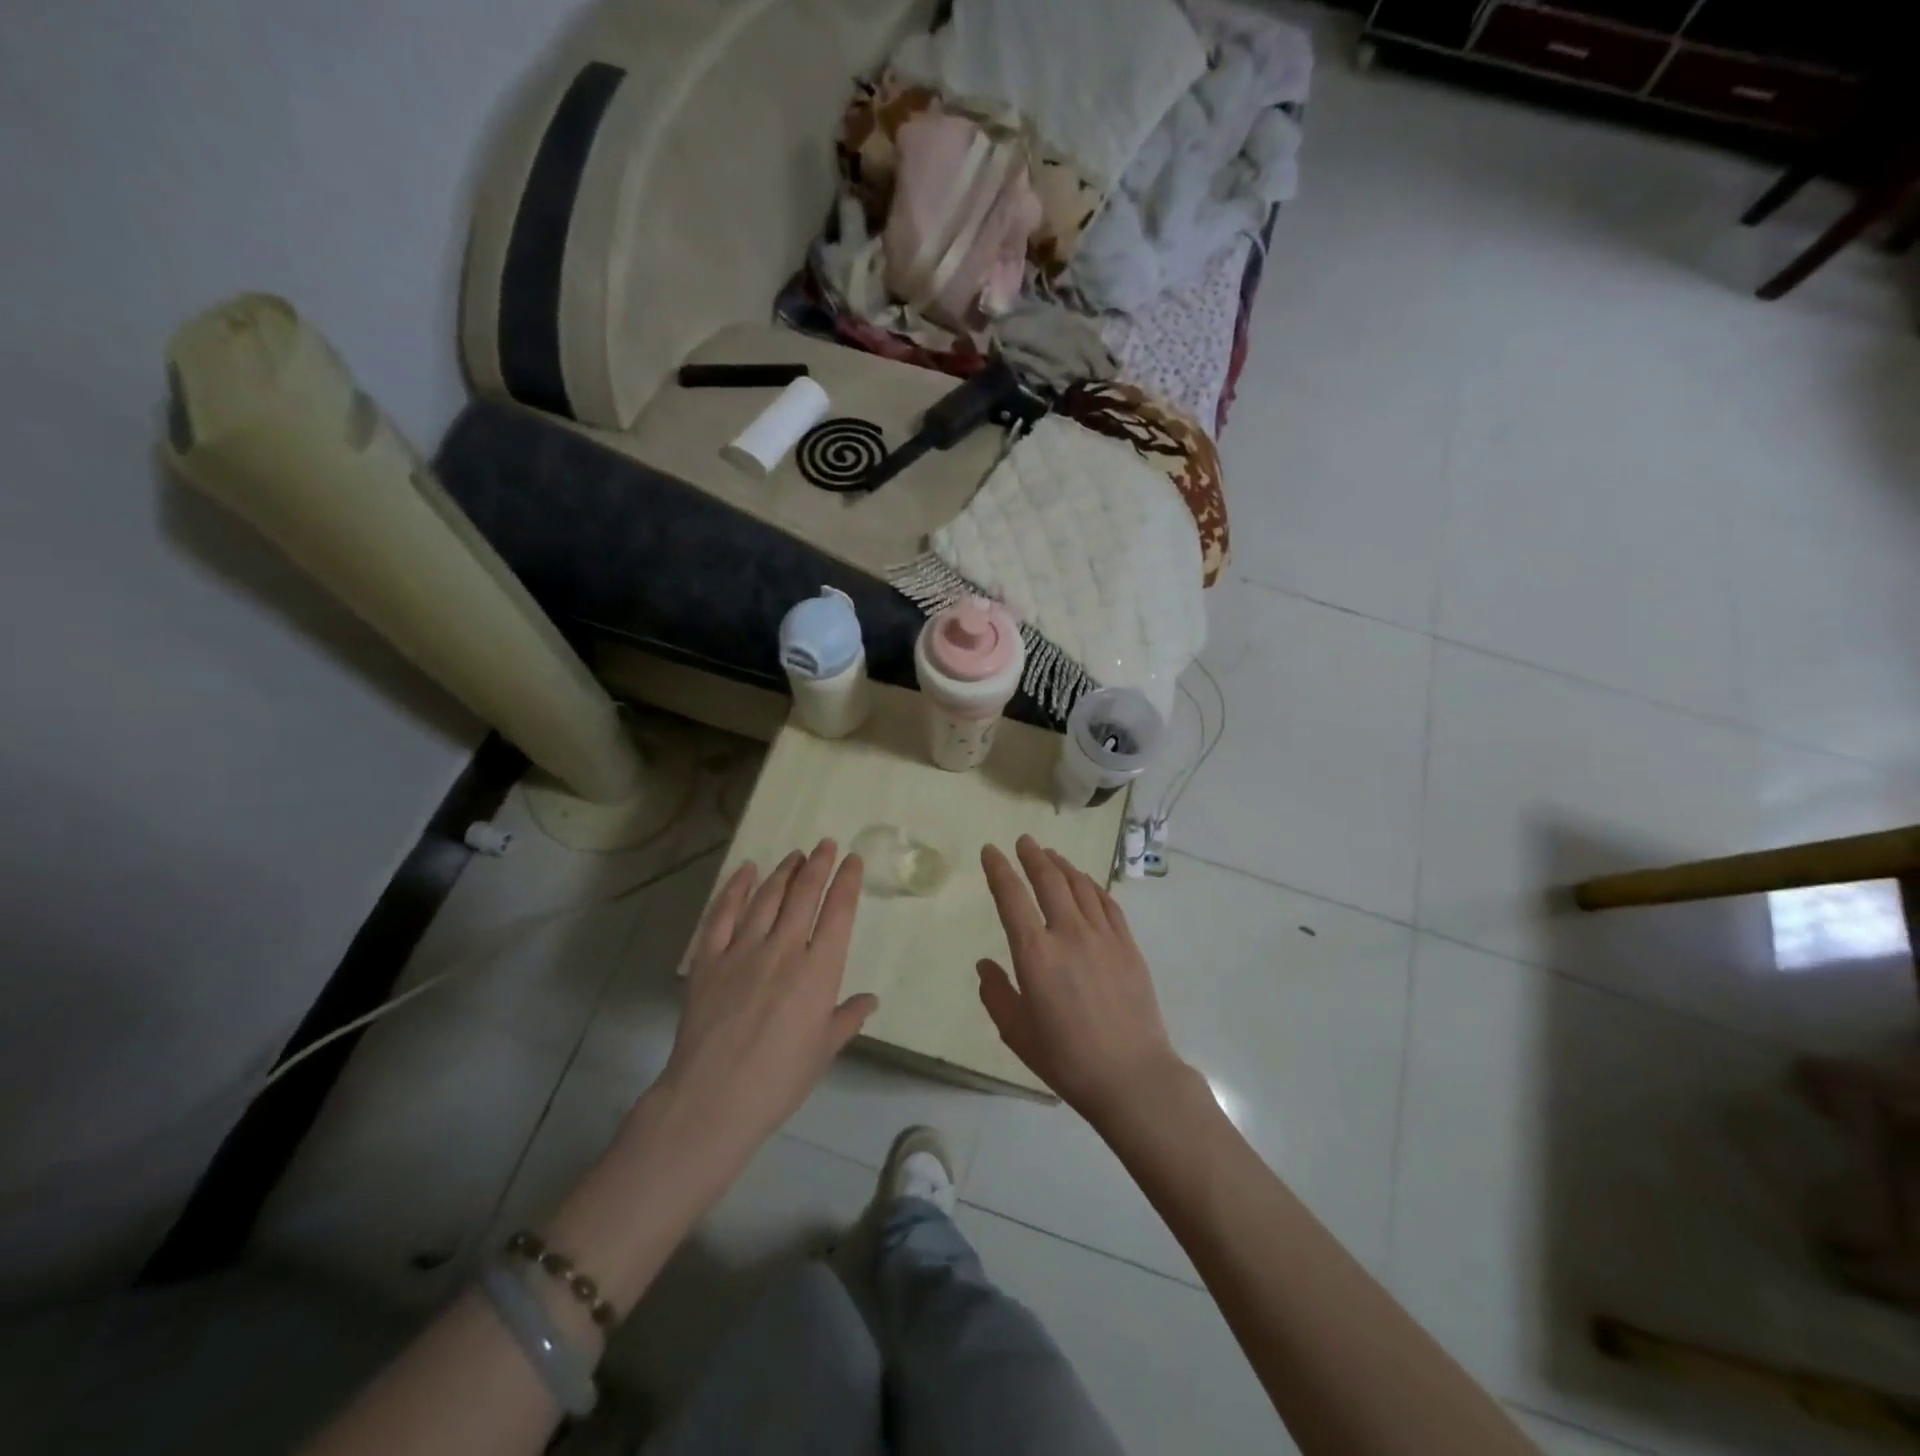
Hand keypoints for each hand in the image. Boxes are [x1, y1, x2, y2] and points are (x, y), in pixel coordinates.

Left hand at [654, 840, 874, 1171]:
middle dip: (818, 865)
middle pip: (804, 894)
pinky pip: (723, 914)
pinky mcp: (709, 959)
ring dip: (783, 872)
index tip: (852, 860)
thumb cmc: (779, 1080)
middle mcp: (784, 949)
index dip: (847, 881)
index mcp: (818, 971)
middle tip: (825, 845)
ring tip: (794, 855)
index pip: (838, 912)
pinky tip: (746, 872)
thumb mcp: (824, 1051)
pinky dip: (736, 888)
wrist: (713, 1099)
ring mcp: (742, 950)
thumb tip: (870, 1000)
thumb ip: (847, 1018)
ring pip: (767, 897)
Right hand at [977, 836, 1187, 1126]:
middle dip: (1033, 856)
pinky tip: (1086, 882)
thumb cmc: (1066, 1059)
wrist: (1132, 1075)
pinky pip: (1107, 903)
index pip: (1011, 898)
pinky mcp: (1128, 945)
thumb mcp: (1017, 1032)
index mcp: (1035, 954)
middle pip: (1049, 880)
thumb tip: (985, 964)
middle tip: (1023, 841)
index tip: (990, 850)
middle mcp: (1068, 933)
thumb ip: (996, 993)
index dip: (998, 869)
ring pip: (1080, 885)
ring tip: (1051, 855)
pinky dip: (1092, 885)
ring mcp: (1103, 936)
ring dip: (1062, 865)